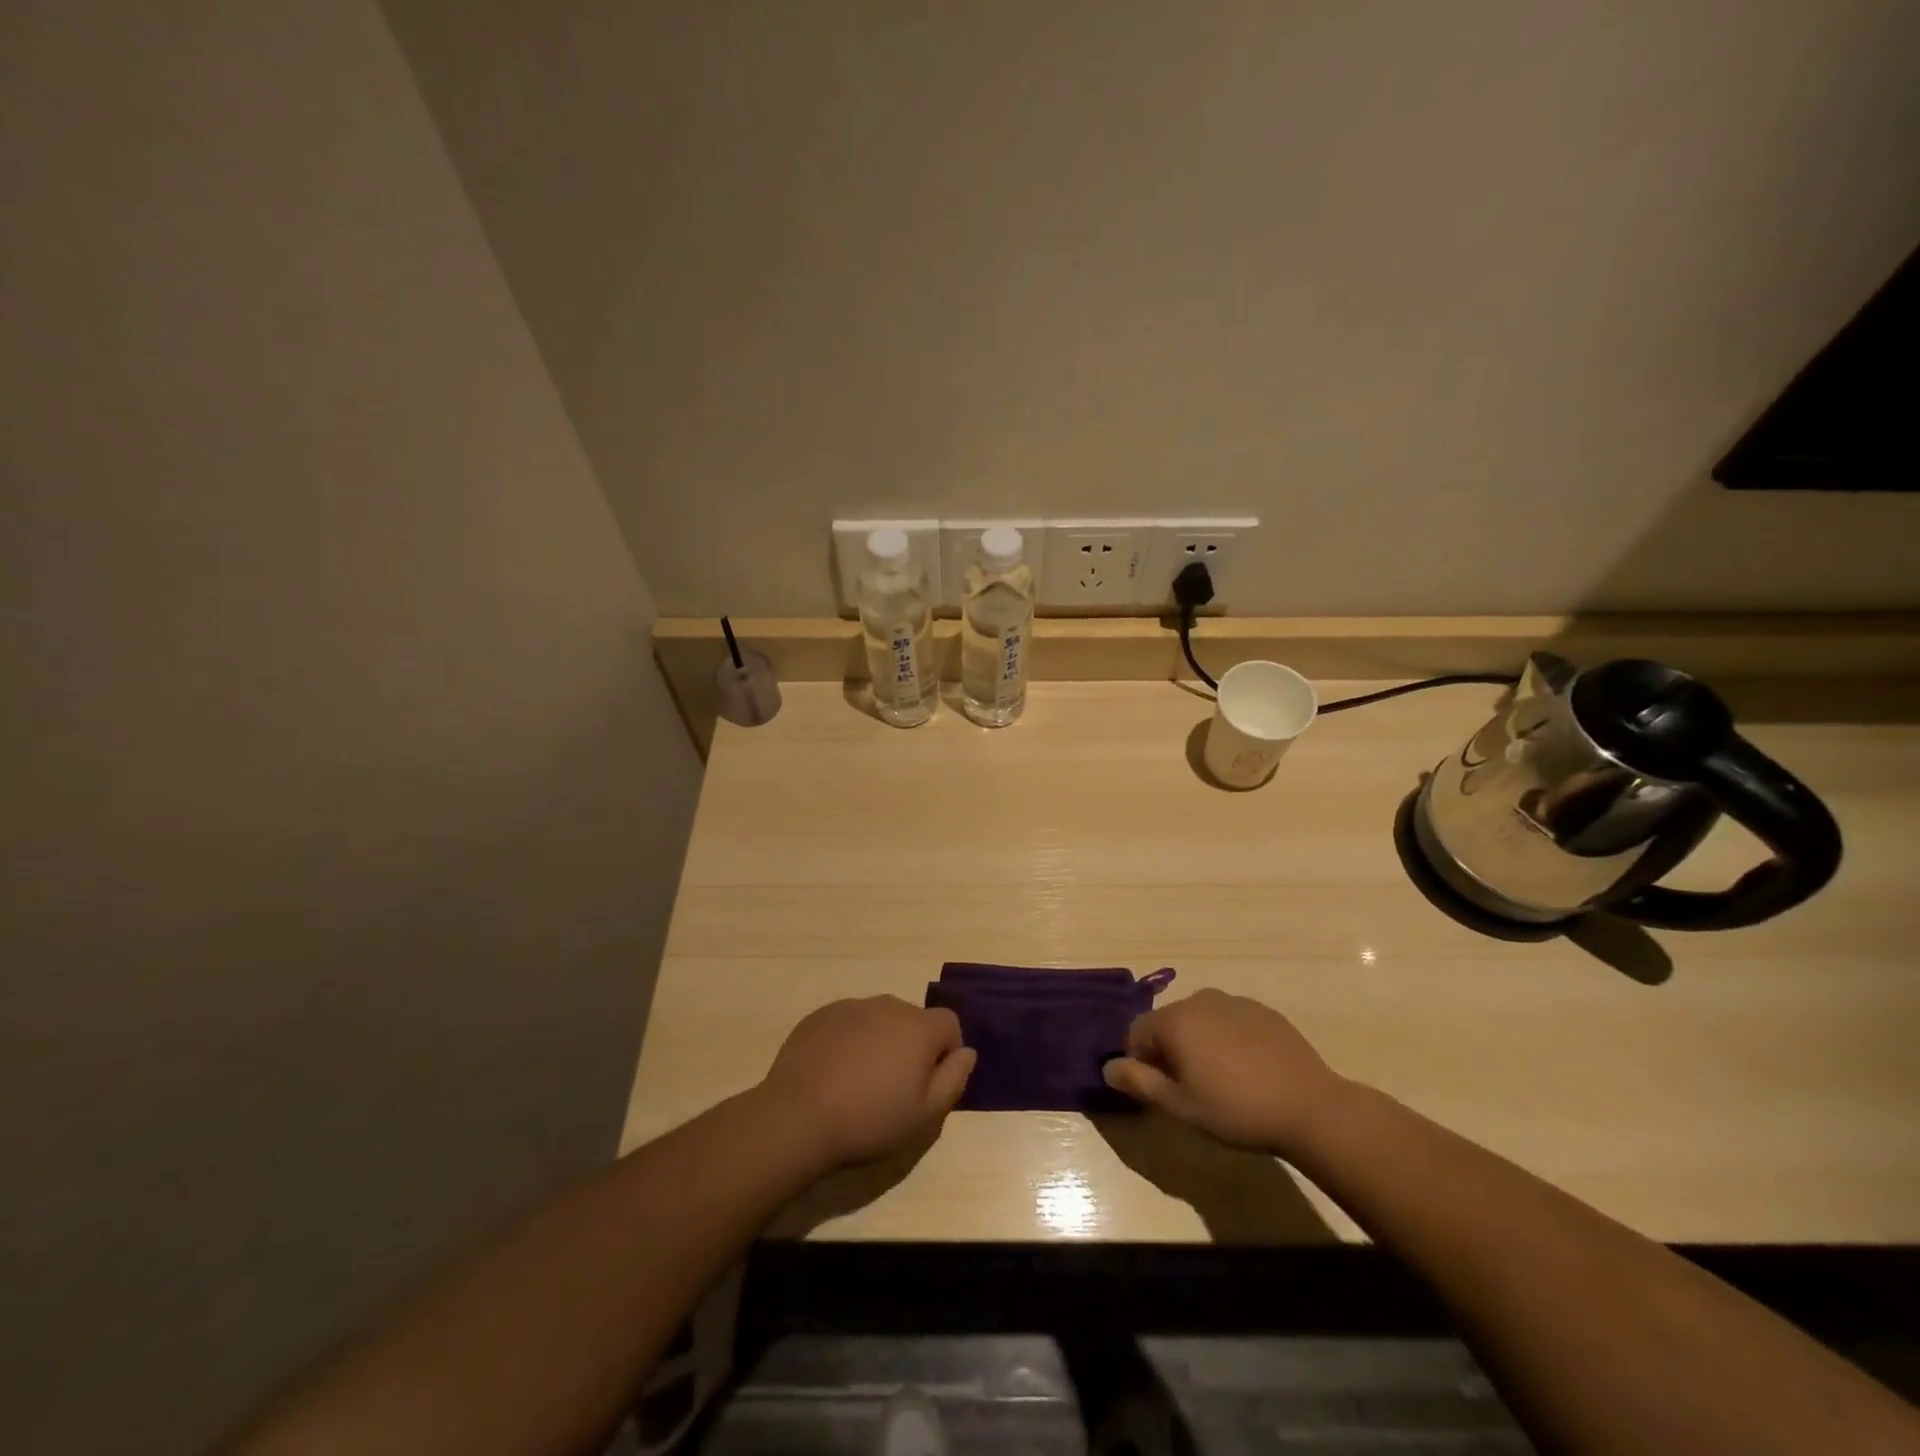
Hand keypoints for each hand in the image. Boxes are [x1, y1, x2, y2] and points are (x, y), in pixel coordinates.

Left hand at [760, 996, 976, 1168]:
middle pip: (913, 1019)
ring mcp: (852, 1007)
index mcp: (918, 1027)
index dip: (947, 1050)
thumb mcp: (925, 1114)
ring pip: (879, 1019)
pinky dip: (849, 1040)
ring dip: (880, 1041)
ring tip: (861, 1081)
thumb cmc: (870, 1119)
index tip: (930, 1081)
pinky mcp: (821, 1015)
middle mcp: (888, 1006)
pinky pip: (848, 1023)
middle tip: (895, 1086)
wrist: (799, 1116)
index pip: (949, 1023)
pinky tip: (834, 1073)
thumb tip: (967, 1052)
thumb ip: (954, 1078)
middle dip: (912, 1045)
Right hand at [1101, 989, 1345, 1152]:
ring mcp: (1234, 1001)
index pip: (1136, 1032)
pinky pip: (1229, 1020)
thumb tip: (1107, 1066)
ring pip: (1199, 1020)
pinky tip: (1247, 1070)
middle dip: (1169, 1051)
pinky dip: (1227, 1039)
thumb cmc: (1236, 1110)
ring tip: (1220, 1080)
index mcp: (1175, 1019)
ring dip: (1198, 1043)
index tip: (1160, 1091)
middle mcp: (1199, 1000)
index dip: (1140, 1062)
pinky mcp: (1262, 1010)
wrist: (1310, 1107)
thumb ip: (1138, 1082)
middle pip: (1168, 1023)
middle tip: (1189, 1089)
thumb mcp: (1179, 1106)